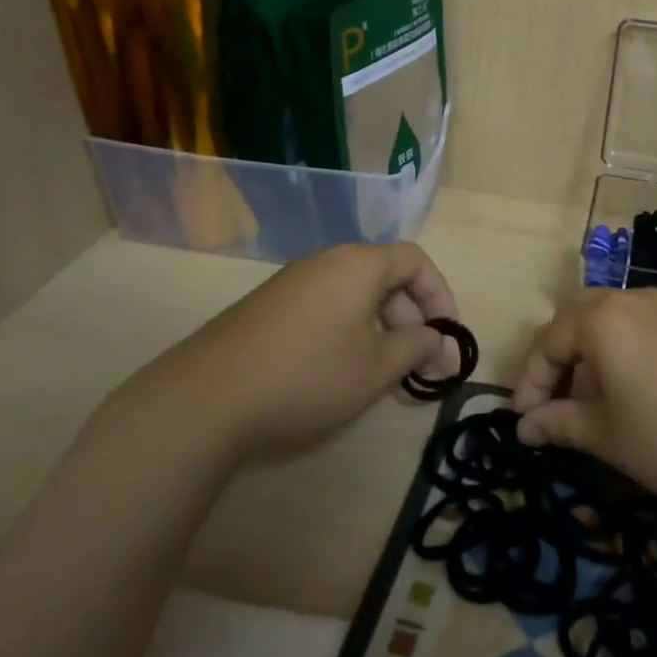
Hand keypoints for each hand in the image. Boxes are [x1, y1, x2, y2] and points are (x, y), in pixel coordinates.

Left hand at [112, 242, 460, 463]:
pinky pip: (327, 304)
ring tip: (384, 369)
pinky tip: (342, 367)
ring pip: (355, 292)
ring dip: (381, 325)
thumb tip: (435, 337)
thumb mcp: (375, 368)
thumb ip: (415, 347)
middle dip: (412, 315)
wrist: (209, 395)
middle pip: (385, 275)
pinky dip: (349, 328)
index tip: (447, 335)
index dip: (440, 295)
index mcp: (358, 264)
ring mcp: (294, 281)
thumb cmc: (308, 375)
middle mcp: (327, 261)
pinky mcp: (271, 304)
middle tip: (419, 361)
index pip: (415, 260)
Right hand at [511, 288, 656, 512]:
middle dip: (559, 360)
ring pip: (612, 320)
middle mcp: (632, 298)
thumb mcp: (610, 438)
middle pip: (577, 318)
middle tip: (555, 404)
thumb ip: (560, 425)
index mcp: (603, 319)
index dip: (530, 383)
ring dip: (592, 355)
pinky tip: (641, 392)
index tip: (523, 423)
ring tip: (597, 403)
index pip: (548, 342)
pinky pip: (645, 326)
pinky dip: (626, 352)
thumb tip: (524, 426)